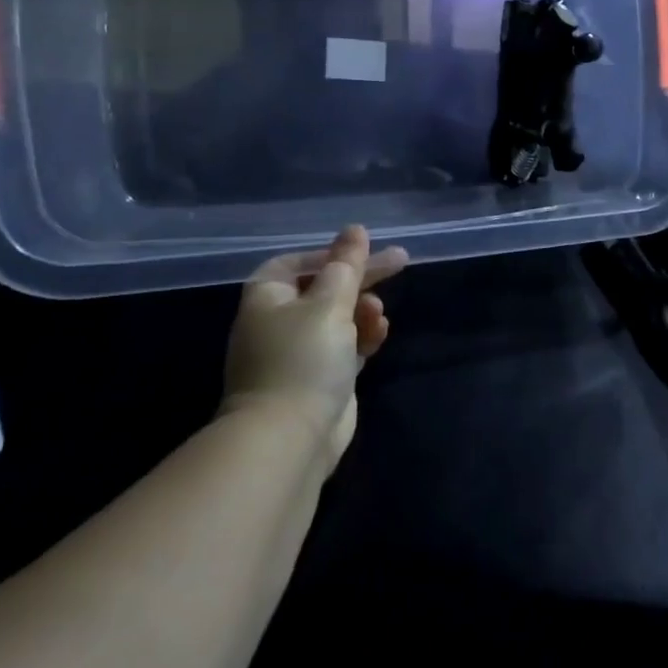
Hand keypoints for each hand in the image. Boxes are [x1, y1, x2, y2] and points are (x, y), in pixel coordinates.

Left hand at [222, 225, 408, 470]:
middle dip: (359, 279)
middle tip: (399, 263)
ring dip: (363, 310)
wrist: (290, 438)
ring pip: (339, 317)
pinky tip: (380, 334)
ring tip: (379, 314)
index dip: (329, 254)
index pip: (296, 263)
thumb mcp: (330, 303)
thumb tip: (355, 229)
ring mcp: (299, 353)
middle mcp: (278, 323)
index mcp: (268, 299)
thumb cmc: (304, 359)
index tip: (362, 251)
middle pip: (324, 288)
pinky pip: (346, 345)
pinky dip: (363, 336)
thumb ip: (347, 265)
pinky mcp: (320, 379)